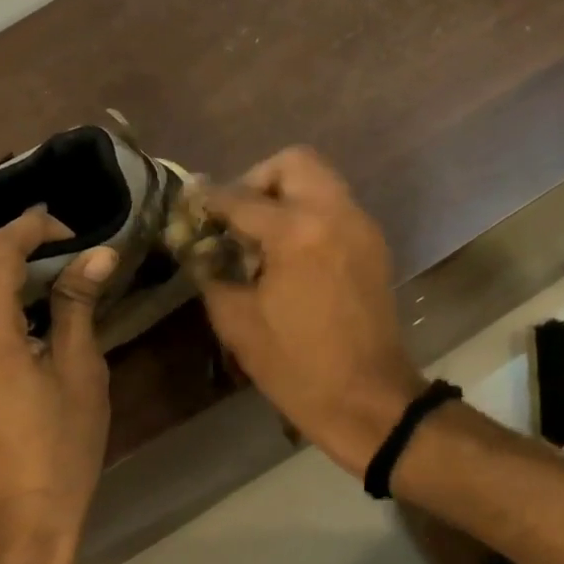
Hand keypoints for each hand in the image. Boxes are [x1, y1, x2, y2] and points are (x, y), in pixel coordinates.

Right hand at [199, 148, 425, 474]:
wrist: (370, 400)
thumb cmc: (297, 367)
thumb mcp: (238, 321)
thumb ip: (211, 271)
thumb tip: (198, 246)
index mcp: (297, 231)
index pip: (241, 198)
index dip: (209, 201)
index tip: (189, 206)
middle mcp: (335, 213)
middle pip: (294, 162)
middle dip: (258, 180)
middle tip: (237, 216)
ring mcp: (361, 226)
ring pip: (320, 180)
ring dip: (286, 194)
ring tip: (261, 236)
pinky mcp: (373, 244)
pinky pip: (335, 206)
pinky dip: (309, 212)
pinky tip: (290, 253)